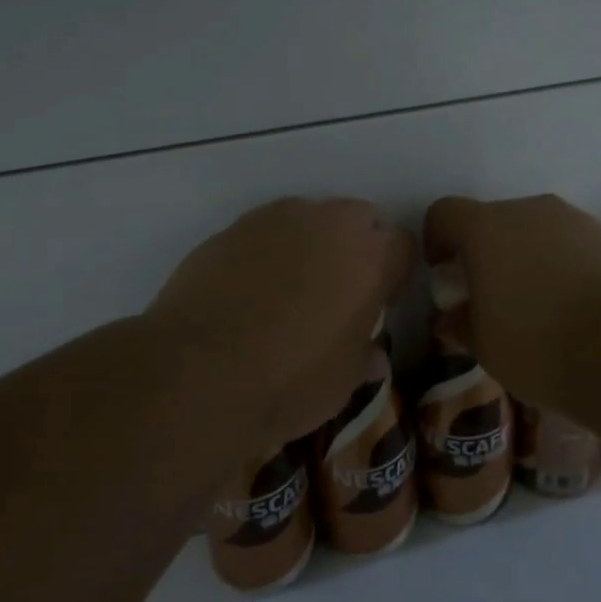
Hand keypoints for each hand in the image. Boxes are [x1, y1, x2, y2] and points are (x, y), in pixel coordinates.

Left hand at [151, 197, 415, 449]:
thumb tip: (372, 353)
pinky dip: (268, 251)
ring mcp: (276, 219)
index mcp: (370, 258)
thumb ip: (364, 355)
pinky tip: (250, 288)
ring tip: (290, 287)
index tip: (380, 301)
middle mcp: (328, 223)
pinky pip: (266, 230)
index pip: (402, 246)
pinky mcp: (232, 227)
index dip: (394, 274)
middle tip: (338, 290)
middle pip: (359, 220)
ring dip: (311, 243)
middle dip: (356, 247)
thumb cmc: (288, 382)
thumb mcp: (343, 383)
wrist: (197, 372)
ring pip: (310, 218)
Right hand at [423, 194, 600, 406]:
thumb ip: (461, 324)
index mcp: (485, 228)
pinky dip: (560, 265)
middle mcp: (528, 210)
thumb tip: (453, 316)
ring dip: (524, 257)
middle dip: (483, 253)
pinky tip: (573, 307)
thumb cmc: (540, 344)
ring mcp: (574, 220)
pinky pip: (568, 244)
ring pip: (534, 230)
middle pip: (491, 220)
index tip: (446, 276)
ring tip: (536, 306)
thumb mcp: (485, 346)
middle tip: (490, 298)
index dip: (436, 240)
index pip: (444, 213)